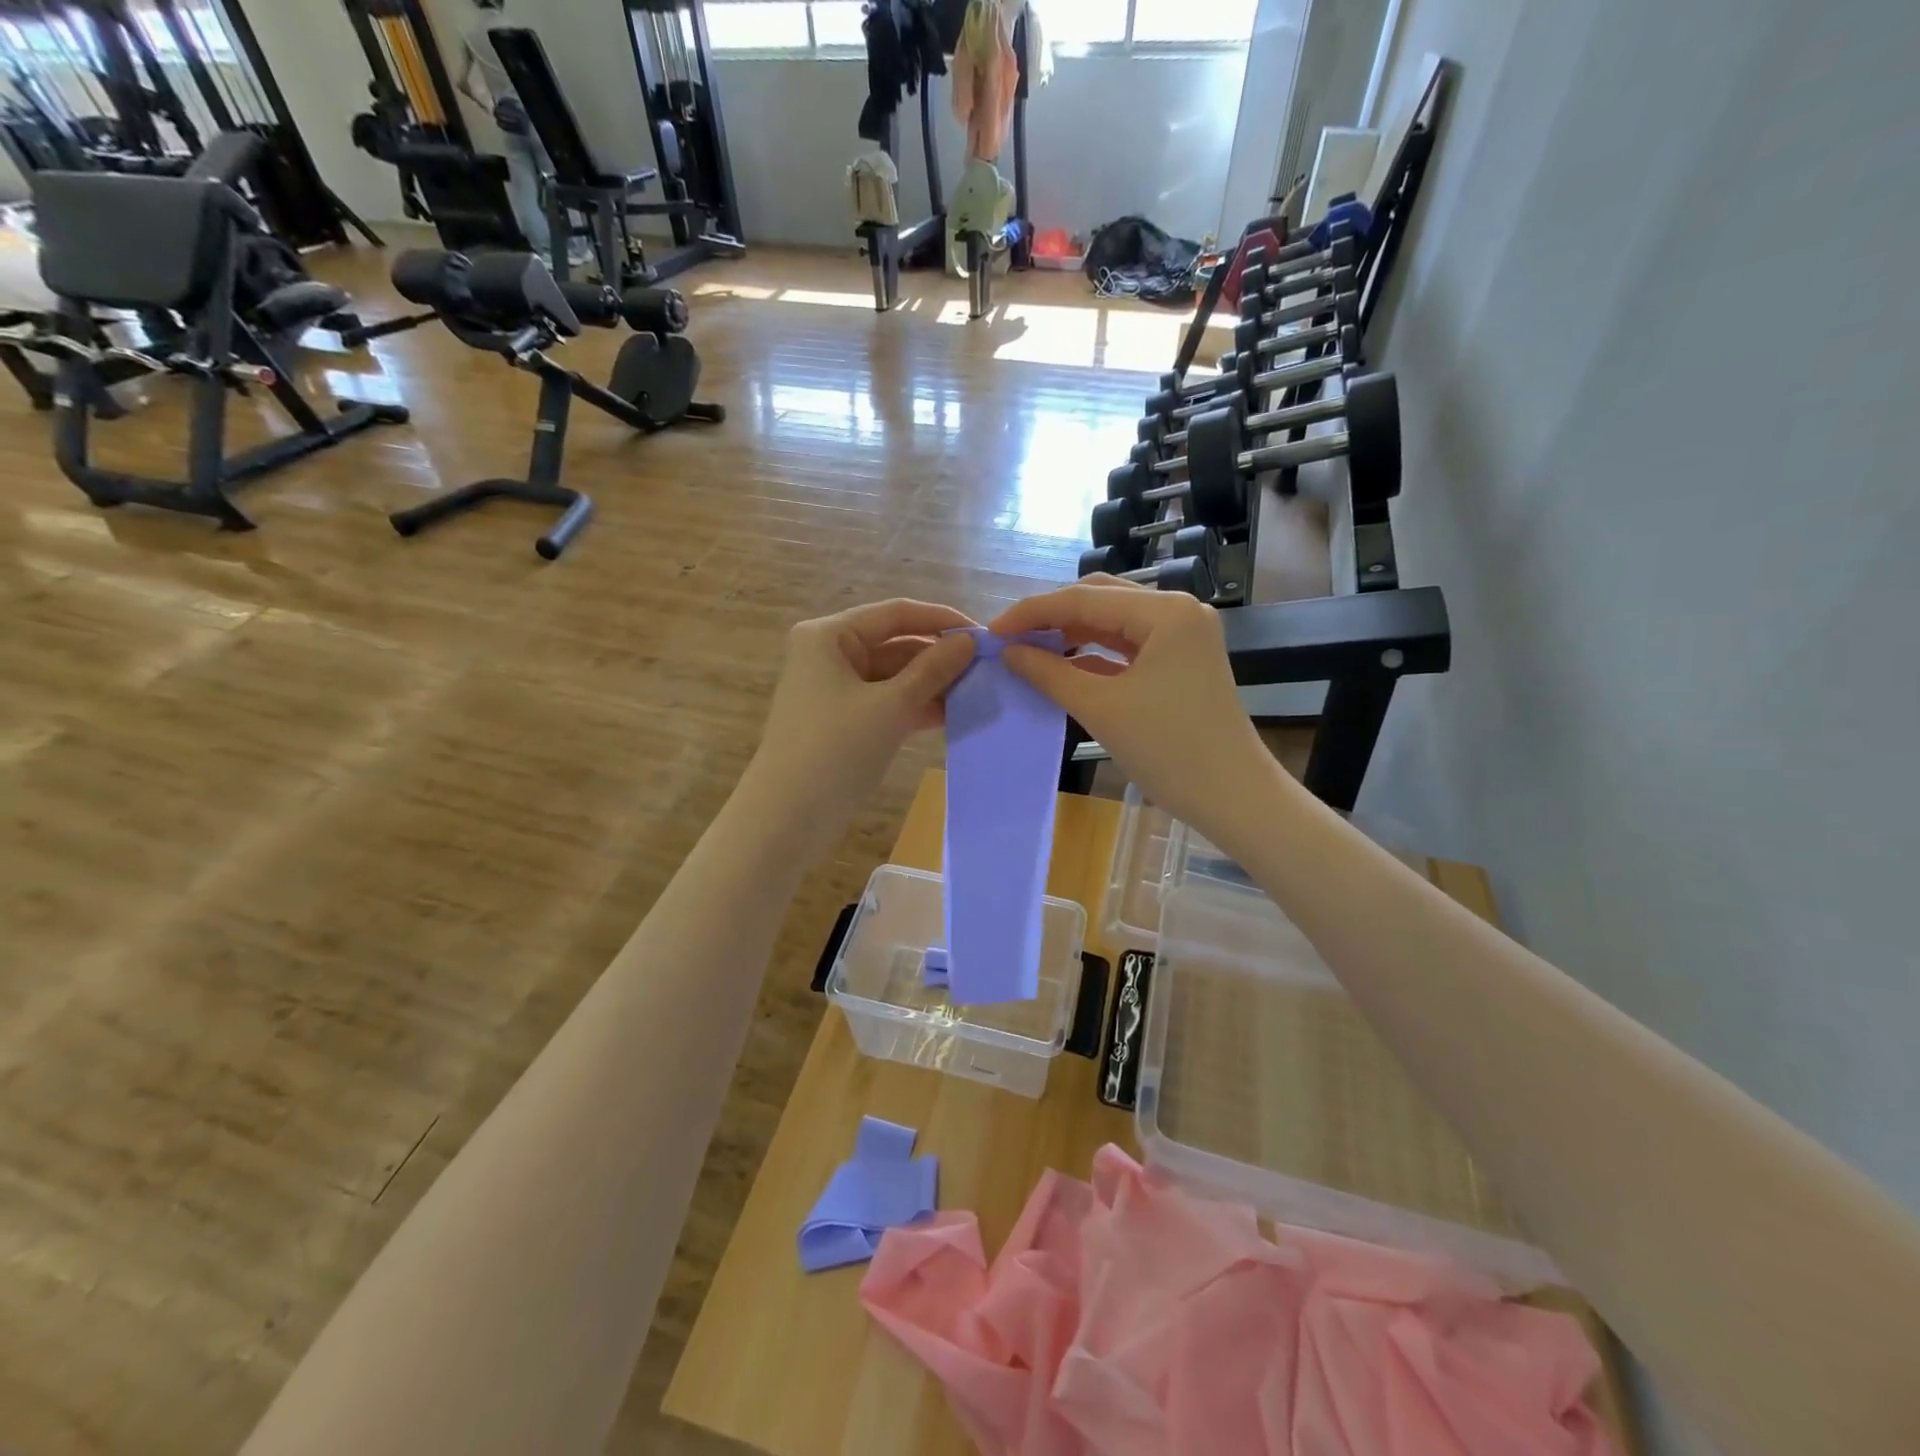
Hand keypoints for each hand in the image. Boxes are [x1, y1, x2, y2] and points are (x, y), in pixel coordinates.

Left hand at [742, 600, 978, 842]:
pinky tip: (956, 715)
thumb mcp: (890, 707)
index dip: (941, 620)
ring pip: (896, 677)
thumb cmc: (835, 751)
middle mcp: (831, 654)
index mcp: (829, 636)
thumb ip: (932, 670)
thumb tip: (969, 641)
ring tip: (980, 693)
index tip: (984, 635)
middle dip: (940, 657)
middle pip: (896, 644)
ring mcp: (838, 691)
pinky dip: (919, 707)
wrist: (787, 820)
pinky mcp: (847, 722)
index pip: (896, 614)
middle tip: (989, 670)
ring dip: (934, 684)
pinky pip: (890, 703)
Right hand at [990, 579, 1269, 837]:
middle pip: (1100, 600)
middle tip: (1010, 640)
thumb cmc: (1169, 751)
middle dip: (1052, 617)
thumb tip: (1009, 652)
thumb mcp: (1101, 709)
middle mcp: (1177, 611)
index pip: (1084, 599)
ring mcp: (1182, 636)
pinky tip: (1062, 666)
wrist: (1233, 797)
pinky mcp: (1181, 661)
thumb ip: (1050, 673)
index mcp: (1165, 612)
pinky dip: (1094, 654)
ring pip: (1113, 622)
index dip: (1033, 612)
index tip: (993, 631)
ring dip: (1071, 634)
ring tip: (1030, 651)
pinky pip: (1127, 646)